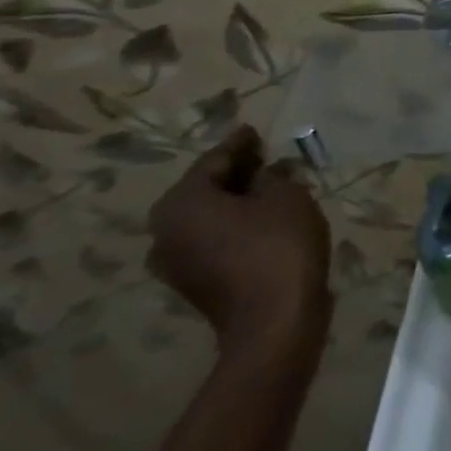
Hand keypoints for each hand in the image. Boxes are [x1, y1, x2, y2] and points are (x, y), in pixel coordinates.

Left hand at [147, 126, 331, 362]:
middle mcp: (165, 232)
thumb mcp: (286, 196)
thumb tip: (266, 173)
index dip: (239, 144)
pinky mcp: (194, 283)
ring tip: (269, 185)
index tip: (255, 130)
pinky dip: (235, 223)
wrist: (273, 320)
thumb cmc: (278, 246)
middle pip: (204, 190)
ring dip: (236, 200)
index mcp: (181, 204)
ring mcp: (175, 263)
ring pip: (208, 216)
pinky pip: (213, 239)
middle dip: (235, 172)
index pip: (213, 161)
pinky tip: (264, 216)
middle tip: (264, 156)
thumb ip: (273, 176)